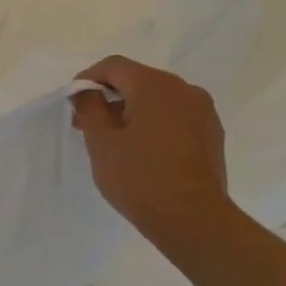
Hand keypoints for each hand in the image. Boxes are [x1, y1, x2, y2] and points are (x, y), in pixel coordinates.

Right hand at [70, 55, 230, 244]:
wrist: (193, 219)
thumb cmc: (139, 177)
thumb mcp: (101, 142)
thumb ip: (90, 108)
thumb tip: (87, 91)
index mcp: (155, 86)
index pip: (114, 66)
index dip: (88, 78)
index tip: (73, 102)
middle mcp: (184, 89)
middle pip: (137, 80)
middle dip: (109, 97)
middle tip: (86, 124)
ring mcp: (203, 111)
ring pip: (157, 99)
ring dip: (131, 111)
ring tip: (113, 140)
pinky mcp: (211, 133)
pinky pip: (174, 116)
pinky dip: (153, 123)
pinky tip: (141, 150)